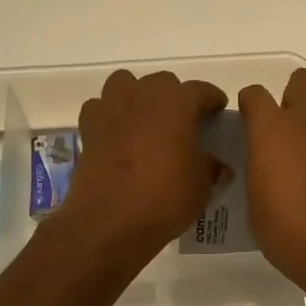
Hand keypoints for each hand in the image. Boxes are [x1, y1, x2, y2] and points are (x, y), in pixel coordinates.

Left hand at [59, 70, 227, 259]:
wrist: (109, 222)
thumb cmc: (165, 197)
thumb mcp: (202, 185)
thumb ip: (210, 167)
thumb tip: (216, 165)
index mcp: (177, 102)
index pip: (201, 90)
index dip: (212, 100)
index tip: (218, 113)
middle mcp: (143, 95)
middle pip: (162, 82)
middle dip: (174, 97)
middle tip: (183, 123)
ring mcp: (111, 109)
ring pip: (125, 85)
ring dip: (137, 97)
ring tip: (147, 122)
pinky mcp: (88, 129)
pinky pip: (100, 109)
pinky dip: (109, 116)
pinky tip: (118, 136)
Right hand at [239, 69, 305, 294]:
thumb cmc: (289, 233)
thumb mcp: (255, 204)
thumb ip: (260, 172)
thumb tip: (266, 166)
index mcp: (271, 130)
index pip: (254, 95)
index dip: (250, 105)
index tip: (250, 122)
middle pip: (303, 78)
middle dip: (295, 95)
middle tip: (292, 126)